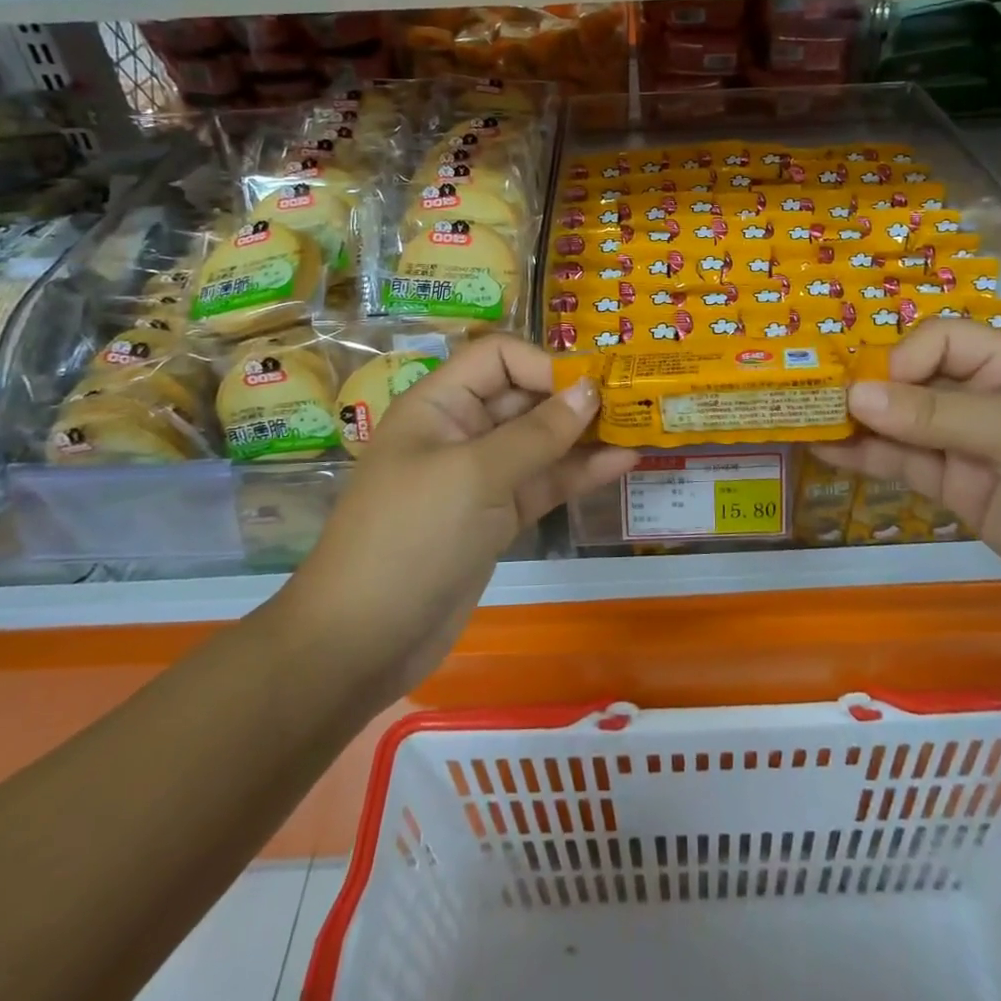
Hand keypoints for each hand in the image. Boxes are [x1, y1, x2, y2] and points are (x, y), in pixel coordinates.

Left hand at [281, 334, 637, 697]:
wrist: (360, 642)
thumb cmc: (411, 538)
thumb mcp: (475, 475)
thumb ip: (538, 432)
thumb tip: (590, 389)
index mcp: (439, 404)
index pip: (498, 358)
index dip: (544, 364)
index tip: (593, 385)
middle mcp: (460, 431)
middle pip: (524, 397)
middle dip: (573, 398)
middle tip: (634, 402)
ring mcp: (479, 478)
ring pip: (540, 443)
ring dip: (584, 436)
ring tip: (640, 428)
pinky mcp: (496, 518)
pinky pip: (542, 484)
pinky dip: (578, 474)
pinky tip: (621, 464)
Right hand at [815, 319, 1000, 631]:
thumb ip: (937, 417)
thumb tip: (854, 396)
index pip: (939, 341)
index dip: (902, 360)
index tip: (876, 393)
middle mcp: (984, 400)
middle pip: (911, 381)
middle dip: (865, 389)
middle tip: (810, 402)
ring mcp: (970, 448)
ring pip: (900, 426)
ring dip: (855, 425)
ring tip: (802, 424)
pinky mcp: (961, 493)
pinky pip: (906, 468)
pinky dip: (867, 460)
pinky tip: (826, 454)